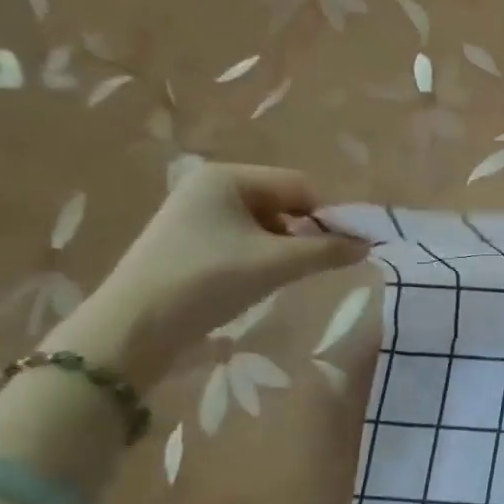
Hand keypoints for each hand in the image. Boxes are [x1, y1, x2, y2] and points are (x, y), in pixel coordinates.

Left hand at [46, 164, 367, 383]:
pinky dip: (260, 257)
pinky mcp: (189, 240)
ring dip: (283, 249)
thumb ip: (328, 251)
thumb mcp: (278, 264)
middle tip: (305, 267)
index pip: (301, 187)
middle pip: (283, 204)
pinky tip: (253, 281)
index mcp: (228, 177)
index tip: (335, 253)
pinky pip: (244, 239)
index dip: (325, 218)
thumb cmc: (209, 280)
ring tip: (277, 277)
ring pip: (266, 224)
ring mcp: (196, 213)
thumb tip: (368, 245)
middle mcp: (210, 186)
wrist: (136, 325)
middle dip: (303, 234)